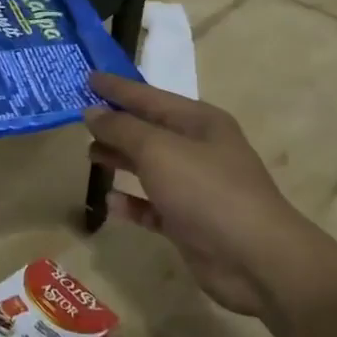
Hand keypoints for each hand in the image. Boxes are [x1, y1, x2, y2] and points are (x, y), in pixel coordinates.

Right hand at [84, 73, 330, 318]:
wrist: (257, 260)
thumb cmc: (207, 191)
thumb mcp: (158, 150)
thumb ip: (121, 129)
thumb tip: (92, 112)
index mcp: (199, 122)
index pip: (149, 96)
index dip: (117, 87)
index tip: (87, 76)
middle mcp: (199, 149)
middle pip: (149, 130)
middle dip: (116, 124)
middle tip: (79, 119)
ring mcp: (197, 187)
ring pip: (149, 166)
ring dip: (121, 159)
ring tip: (89, 155)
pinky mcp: (190, 222)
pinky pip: (153, 205)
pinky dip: (132, 202)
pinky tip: (110, 202)